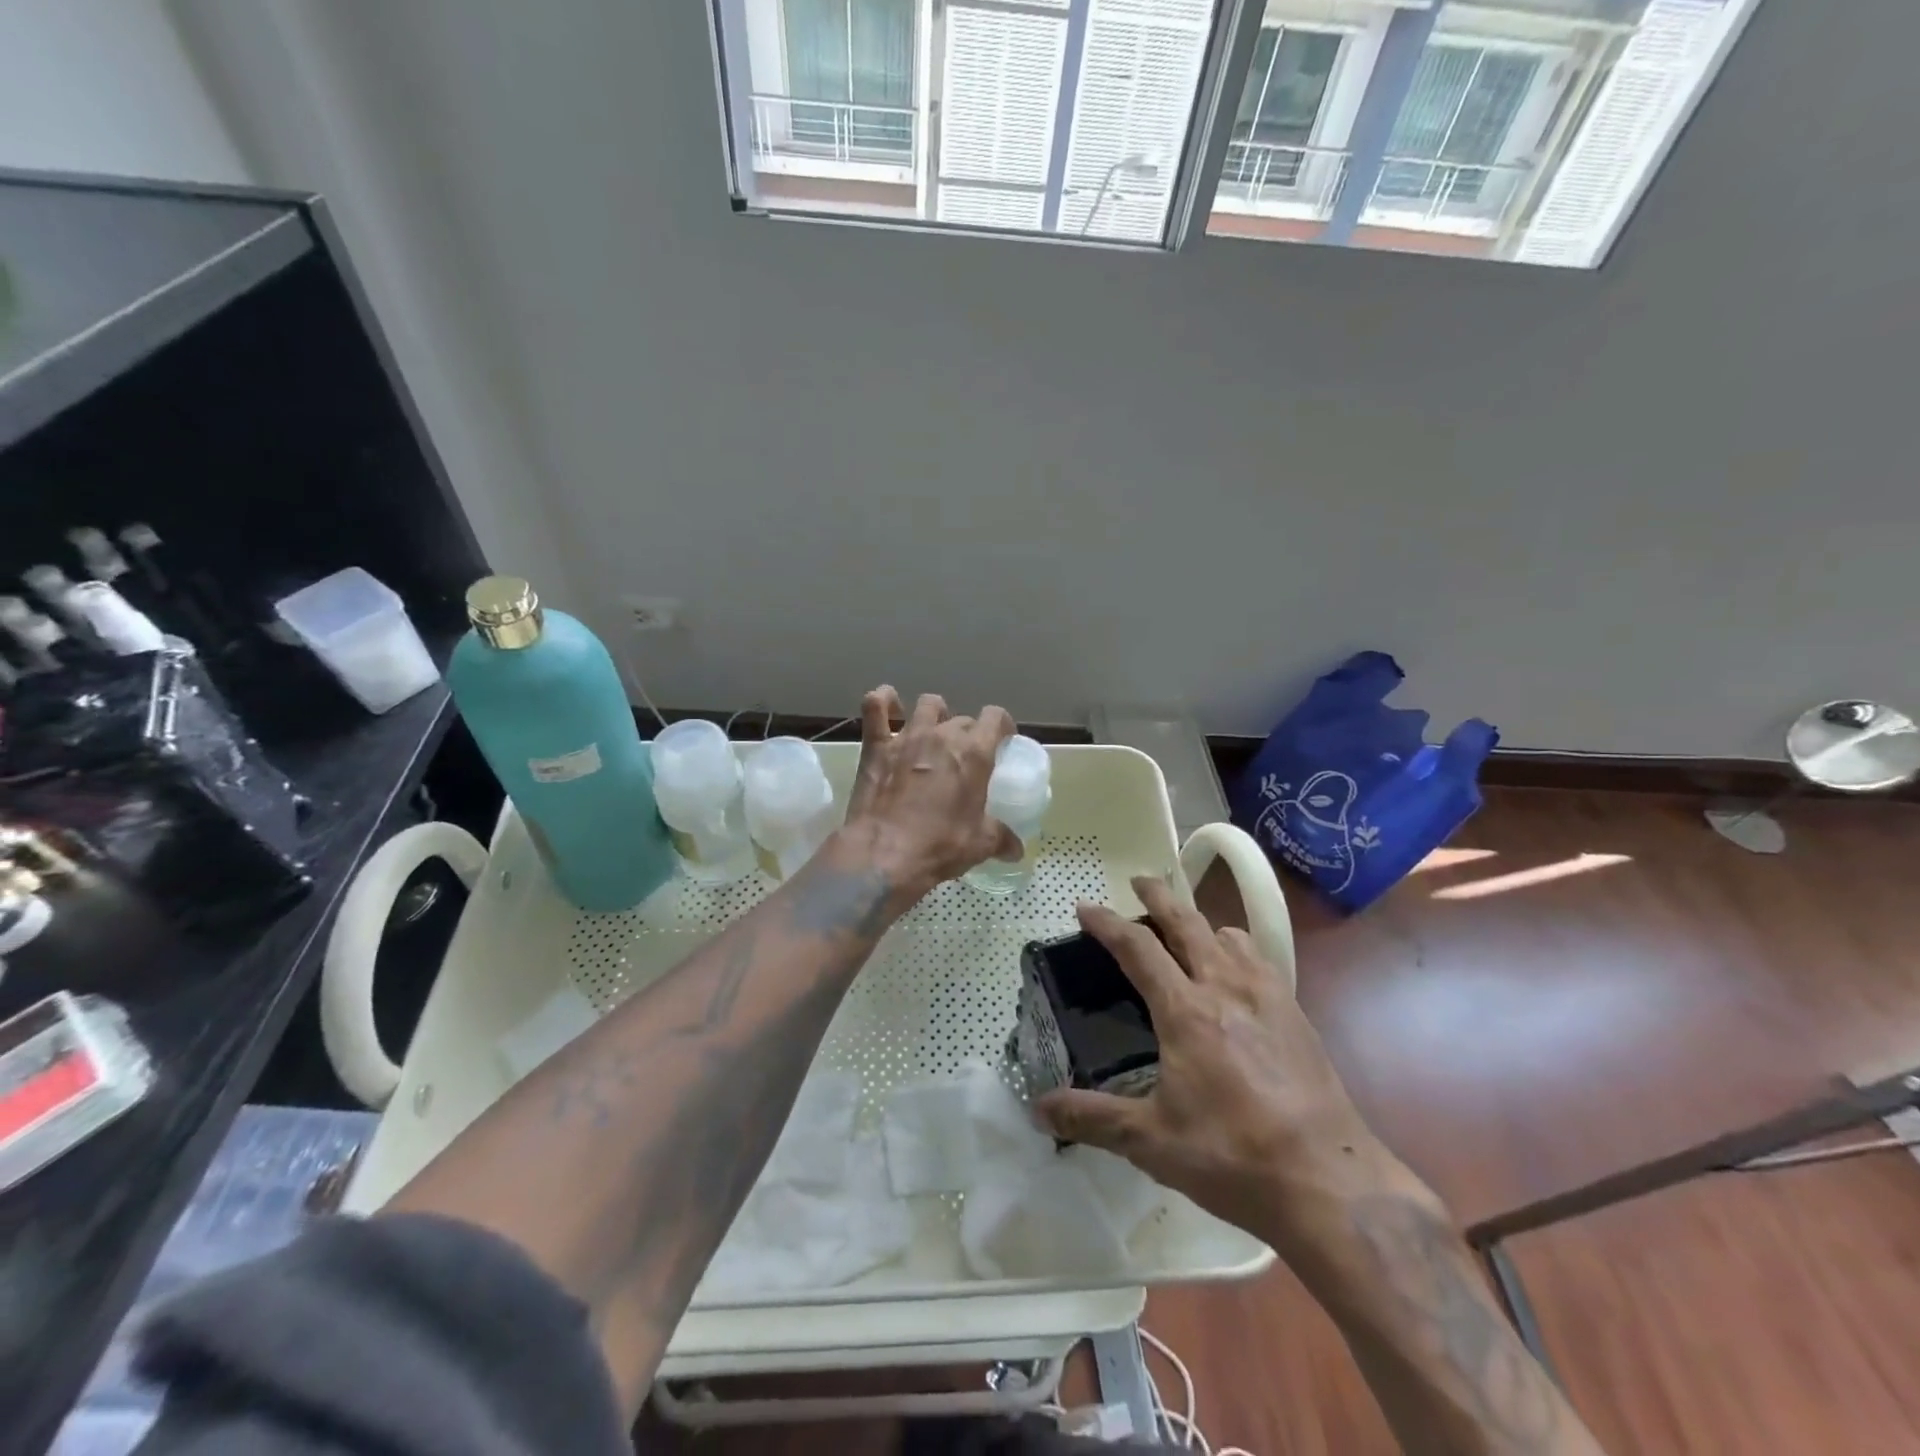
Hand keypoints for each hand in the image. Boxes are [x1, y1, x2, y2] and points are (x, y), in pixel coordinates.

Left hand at [839, 688, 1019, 898]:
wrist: (883, 854)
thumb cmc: (939, 846)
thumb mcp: (979, 845)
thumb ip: (1001, 838)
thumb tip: (1016, 849)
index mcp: (974, 753)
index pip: (995, 717)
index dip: (1001, 725)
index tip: (1002, 740)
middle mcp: (942, 735)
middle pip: (962, 719)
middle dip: (968, 732)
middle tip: (964, 756)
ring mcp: (907, 736)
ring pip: (927, 704)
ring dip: (934, 713)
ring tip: (932, 732)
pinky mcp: (876, 745)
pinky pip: (875, 706)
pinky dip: (882, 701)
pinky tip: (886, 705)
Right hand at [1036, 877, 1409, 1253]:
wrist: (1328, 1182)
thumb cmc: (1232, 1156)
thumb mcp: (1151, 1141)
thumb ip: (1092, 1118)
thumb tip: (1039, 1108)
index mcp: (1185, 1010)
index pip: (1137, 947)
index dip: (1106, 922)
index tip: (1084, 907)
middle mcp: (1224, 987)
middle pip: (1186, 922)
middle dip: (1158, 895)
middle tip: (1139, 881)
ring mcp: (1267, 996)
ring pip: (1228, 935)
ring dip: (1200, 923)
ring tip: (1186, 931)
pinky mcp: (1296, 1013)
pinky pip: (1260, 959)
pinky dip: (1236, 948)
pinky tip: (1236, 972)